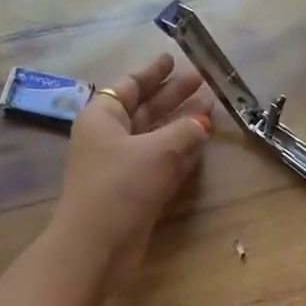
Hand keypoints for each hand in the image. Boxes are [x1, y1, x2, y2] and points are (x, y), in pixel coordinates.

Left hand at [53, 53, 212, 292]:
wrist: (96, 245)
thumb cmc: (121, 187)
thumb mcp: (157, 151)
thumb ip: (184, 132)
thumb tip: (203, 122)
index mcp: (103, 116)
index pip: (130, 86)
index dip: (153, 73)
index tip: (173, 59)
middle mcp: (108, 137)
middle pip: (144, 109)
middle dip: (173, 96)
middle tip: (202, 82)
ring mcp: (120, 167)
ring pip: (154, 137)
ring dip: (180, 125)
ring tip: (210, 111)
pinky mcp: (133, 192)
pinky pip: (159, 163)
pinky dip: (179, 153)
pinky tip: (200, 147)